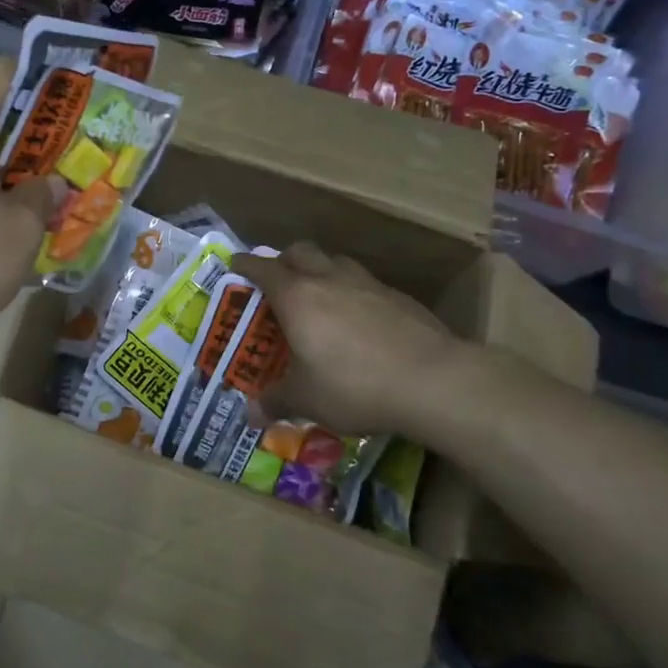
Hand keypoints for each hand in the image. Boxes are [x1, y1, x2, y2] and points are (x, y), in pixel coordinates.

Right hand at [229, 241, 460, 436]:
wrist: (432, 380)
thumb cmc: (353, 385)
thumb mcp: (307, 399)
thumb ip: (276, 401)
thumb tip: (252, 416)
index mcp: (297, 296)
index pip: (263, 268)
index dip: (245, 265)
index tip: (235, 265)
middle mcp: (329, 279)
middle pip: (300, 251)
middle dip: (284, 260)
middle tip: (278, 282)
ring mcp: (367, 284)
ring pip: (335, 262)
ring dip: (321, 271)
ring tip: (319, 298)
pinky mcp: (398, 296)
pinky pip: (365, 284)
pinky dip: (353, 293)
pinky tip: (359, 321)